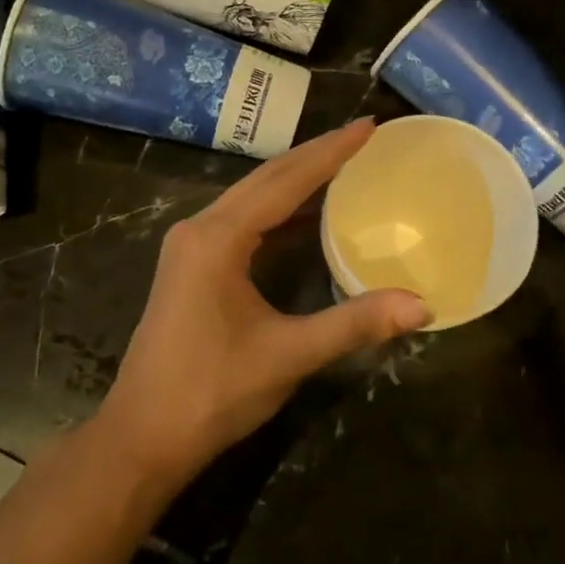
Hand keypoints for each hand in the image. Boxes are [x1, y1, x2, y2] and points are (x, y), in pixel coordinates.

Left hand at [96, 119, 431, 486]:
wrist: (142, 437)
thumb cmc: (211, 393)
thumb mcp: (288, 355)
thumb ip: (354, 324)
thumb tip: (422, 306)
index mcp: (218, 239)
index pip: (285, 181)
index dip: (331, 152)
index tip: (369, 126)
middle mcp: (200, 229)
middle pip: (266, 178)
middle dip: (316, 155)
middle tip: (364, 136)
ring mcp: (191, 247)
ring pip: (252, 197)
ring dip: (297, 179)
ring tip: (344, 162)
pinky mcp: (193, 266)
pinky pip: (243, 221)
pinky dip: (279, 210)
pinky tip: (308, 213)